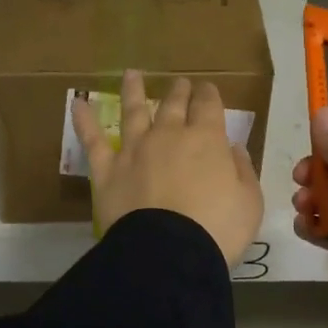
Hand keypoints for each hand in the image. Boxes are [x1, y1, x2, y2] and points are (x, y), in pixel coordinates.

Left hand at [72, 70, 263, 267]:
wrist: (169, 253)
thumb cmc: (218, 229)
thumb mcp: (249, 201)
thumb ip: (242, 170)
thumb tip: (233, 148)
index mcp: (207, 139)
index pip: (208, 106)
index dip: (208, 94)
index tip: (207, 89)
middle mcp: (169, 135)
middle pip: (173, 104)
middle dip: (179, 91)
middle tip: (180, 83)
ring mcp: (134, 150)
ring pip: (133, 111)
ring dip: (134, 91)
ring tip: (132, 74)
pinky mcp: (107, 170)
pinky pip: (92, 141)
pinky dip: (84, 120)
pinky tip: (77, 104)